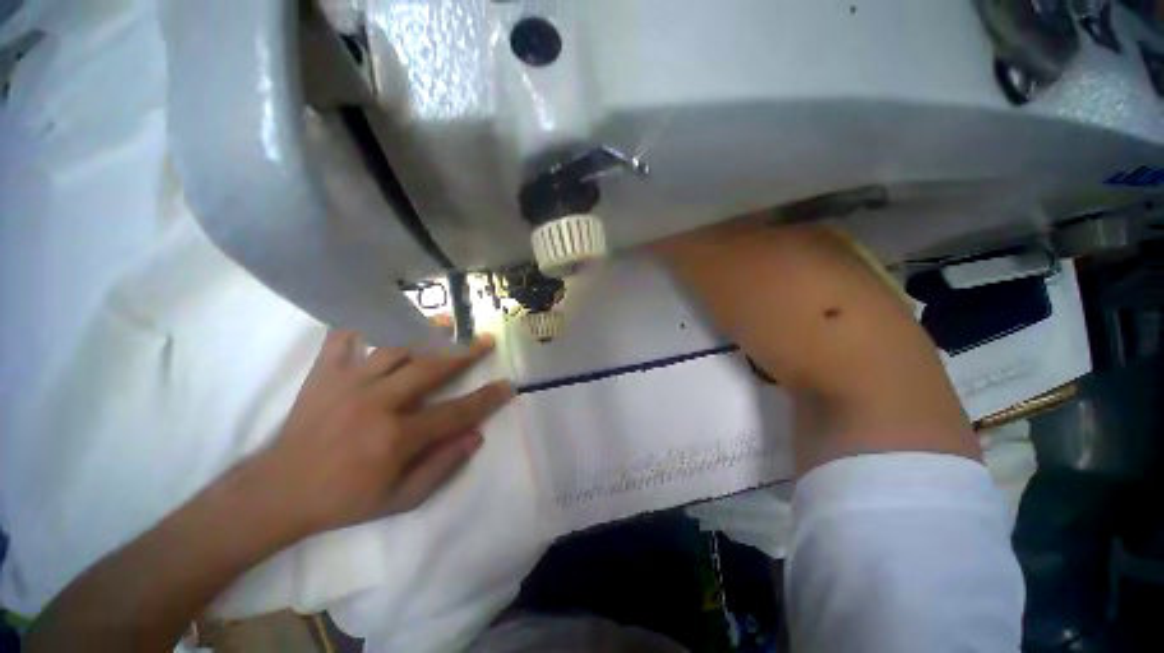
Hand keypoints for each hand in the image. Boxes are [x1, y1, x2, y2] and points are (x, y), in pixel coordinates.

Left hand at [251, 331, 513, 535]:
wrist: (277, 493)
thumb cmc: (344, 500)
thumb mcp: (400, 500)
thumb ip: (441, 467)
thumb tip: (476, 436)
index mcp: (396, 437)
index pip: (456, 412)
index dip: (486, 399)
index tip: (507, 386)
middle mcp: (377, 403)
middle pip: (432, 368)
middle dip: (465, 354)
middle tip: (485, 341)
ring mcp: (348, 384)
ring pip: (396, 349)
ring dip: (426, 336)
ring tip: (446, 325)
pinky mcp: (324, 376)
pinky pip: (342, 340)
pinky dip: (360, 326)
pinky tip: (376, 319)